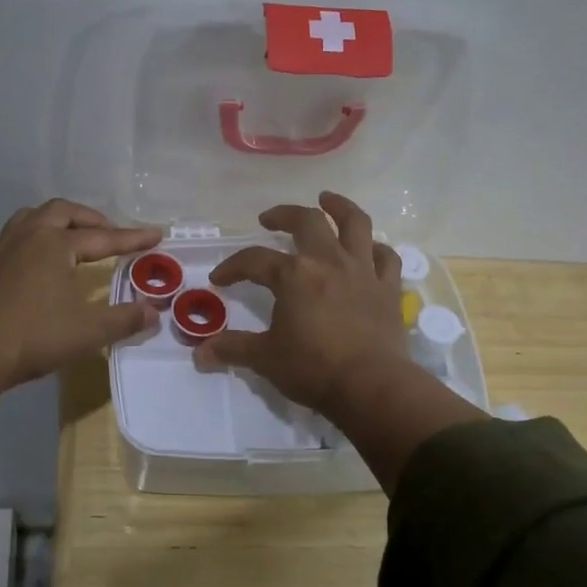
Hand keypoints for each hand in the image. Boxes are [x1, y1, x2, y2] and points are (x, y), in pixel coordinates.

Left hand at [0, 200, 161, 440]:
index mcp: (56, 244)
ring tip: (73, 237)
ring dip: (58, 221)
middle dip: (90, 219)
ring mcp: (2, 248)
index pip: (103, 237)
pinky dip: (36, 237)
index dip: (132, 238)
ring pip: (33, 217)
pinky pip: (16, 236)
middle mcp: (29, 236)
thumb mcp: (89, 332)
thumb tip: (153, 313)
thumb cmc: (35, 336)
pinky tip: (39, 261)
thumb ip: (124, 320)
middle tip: (109, 234)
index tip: (156, 234)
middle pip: (63, 212)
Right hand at [195, 192, 484, 489]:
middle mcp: (328, 261)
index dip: (232, 267)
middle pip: (307, 221)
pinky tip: (369, 248)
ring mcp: (362, 271)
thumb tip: (199, 353)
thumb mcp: (265, 358)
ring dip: (340, 207)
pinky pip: (386, 257)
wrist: (371, 386)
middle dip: (284, 215)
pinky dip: (376, 248)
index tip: (219, 279)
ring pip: (355, 224)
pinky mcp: (387, 288)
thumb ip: (233, 349)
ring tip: (328, 200)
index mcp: (293, 275)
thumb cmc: (313, 369)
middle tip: (269, 219)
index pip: (254, 260)